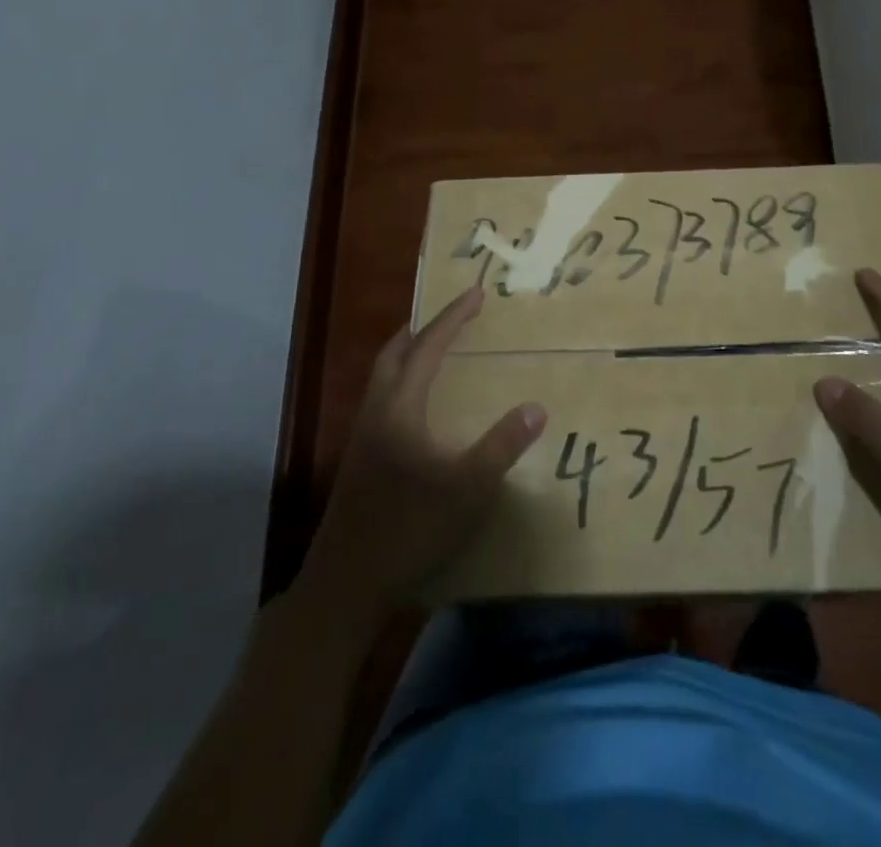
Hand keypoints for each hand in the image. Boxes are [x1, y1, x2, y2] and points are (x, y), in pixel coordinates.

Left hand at [302, 286, 546, 613]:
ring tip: (437, 354)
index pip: (428, 348)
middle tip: (450, 317)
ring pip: (383, 380)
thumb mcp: (466, 490)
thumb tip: (536, 407)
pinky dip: (403, 386)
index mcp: (399, 409)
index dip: (452, 318)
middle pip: (393, 355)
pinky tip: (421, 412)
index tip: (475, 293)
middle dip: (421, 329)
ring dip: (409, 356)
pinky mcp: (359, 465)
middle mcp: (376, 414)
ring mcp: (362, 440)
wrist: (345, 587)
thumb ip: (501, 446)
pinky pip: (383, 403)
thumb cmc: (407, 530)